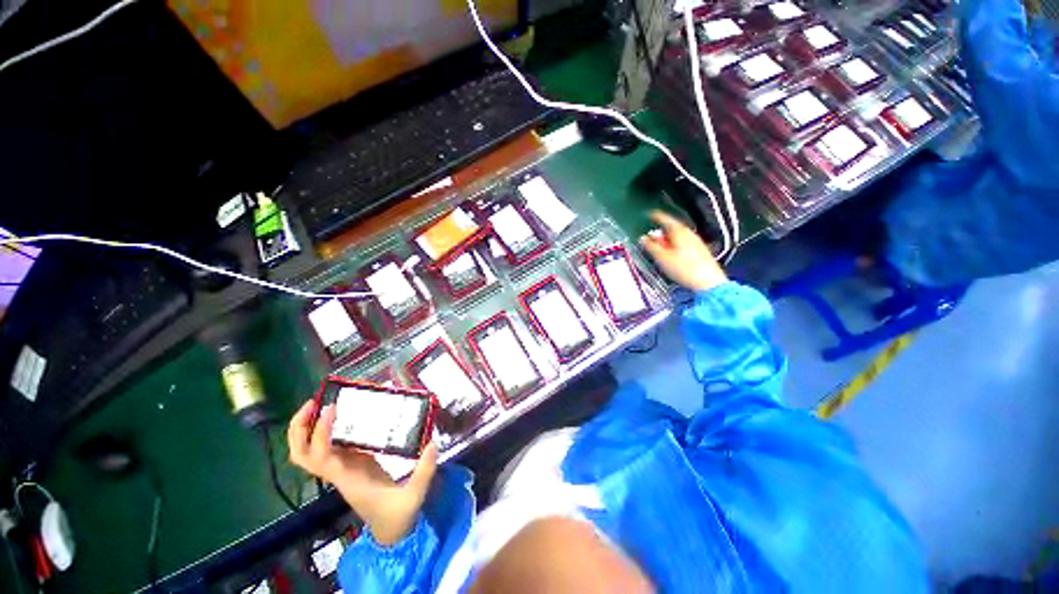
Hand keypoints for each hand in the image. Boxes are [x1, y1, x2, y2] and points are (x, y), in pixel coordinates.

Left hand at [287, 399, 438, 544]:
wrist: (390, 531)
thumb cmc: (397, 515)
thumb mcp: (414, 496)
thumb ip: (424, 471)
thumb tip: (433, 443)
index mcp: (349, 479)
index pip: (322, 457)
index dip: (320, 433)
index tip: (332, 409)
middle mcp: (339, 472)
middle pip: (302, 455)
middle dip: (300, 429)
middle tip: (314, 403)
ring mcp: (344, 468)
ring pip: (310, 451)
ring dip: (307, 429)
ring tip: (321, 404)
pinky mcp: (353, 463)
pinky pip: (331, 446)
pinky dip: (328, 430)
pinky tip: (344, 415)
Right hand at [640, 210, 727, 291]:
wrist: (708, 282)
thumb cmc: (683, 268)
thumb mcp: (662, 257)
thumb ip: (651, 246)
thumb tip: (643, 238)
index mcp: (679, 232)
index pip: (666, 219)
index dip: (656, 216)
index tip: (649, 215)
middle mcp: (689, 234)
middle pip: (672, 228)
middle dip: (661, 231)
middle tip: (651, 236)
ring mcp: (696, 242)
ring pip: (678, 236)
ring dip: (667, 239)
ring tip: (659, 247)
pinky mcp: (700, 251)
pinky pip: (684, 243)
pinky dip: (674, 245)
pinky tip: (671, 255)